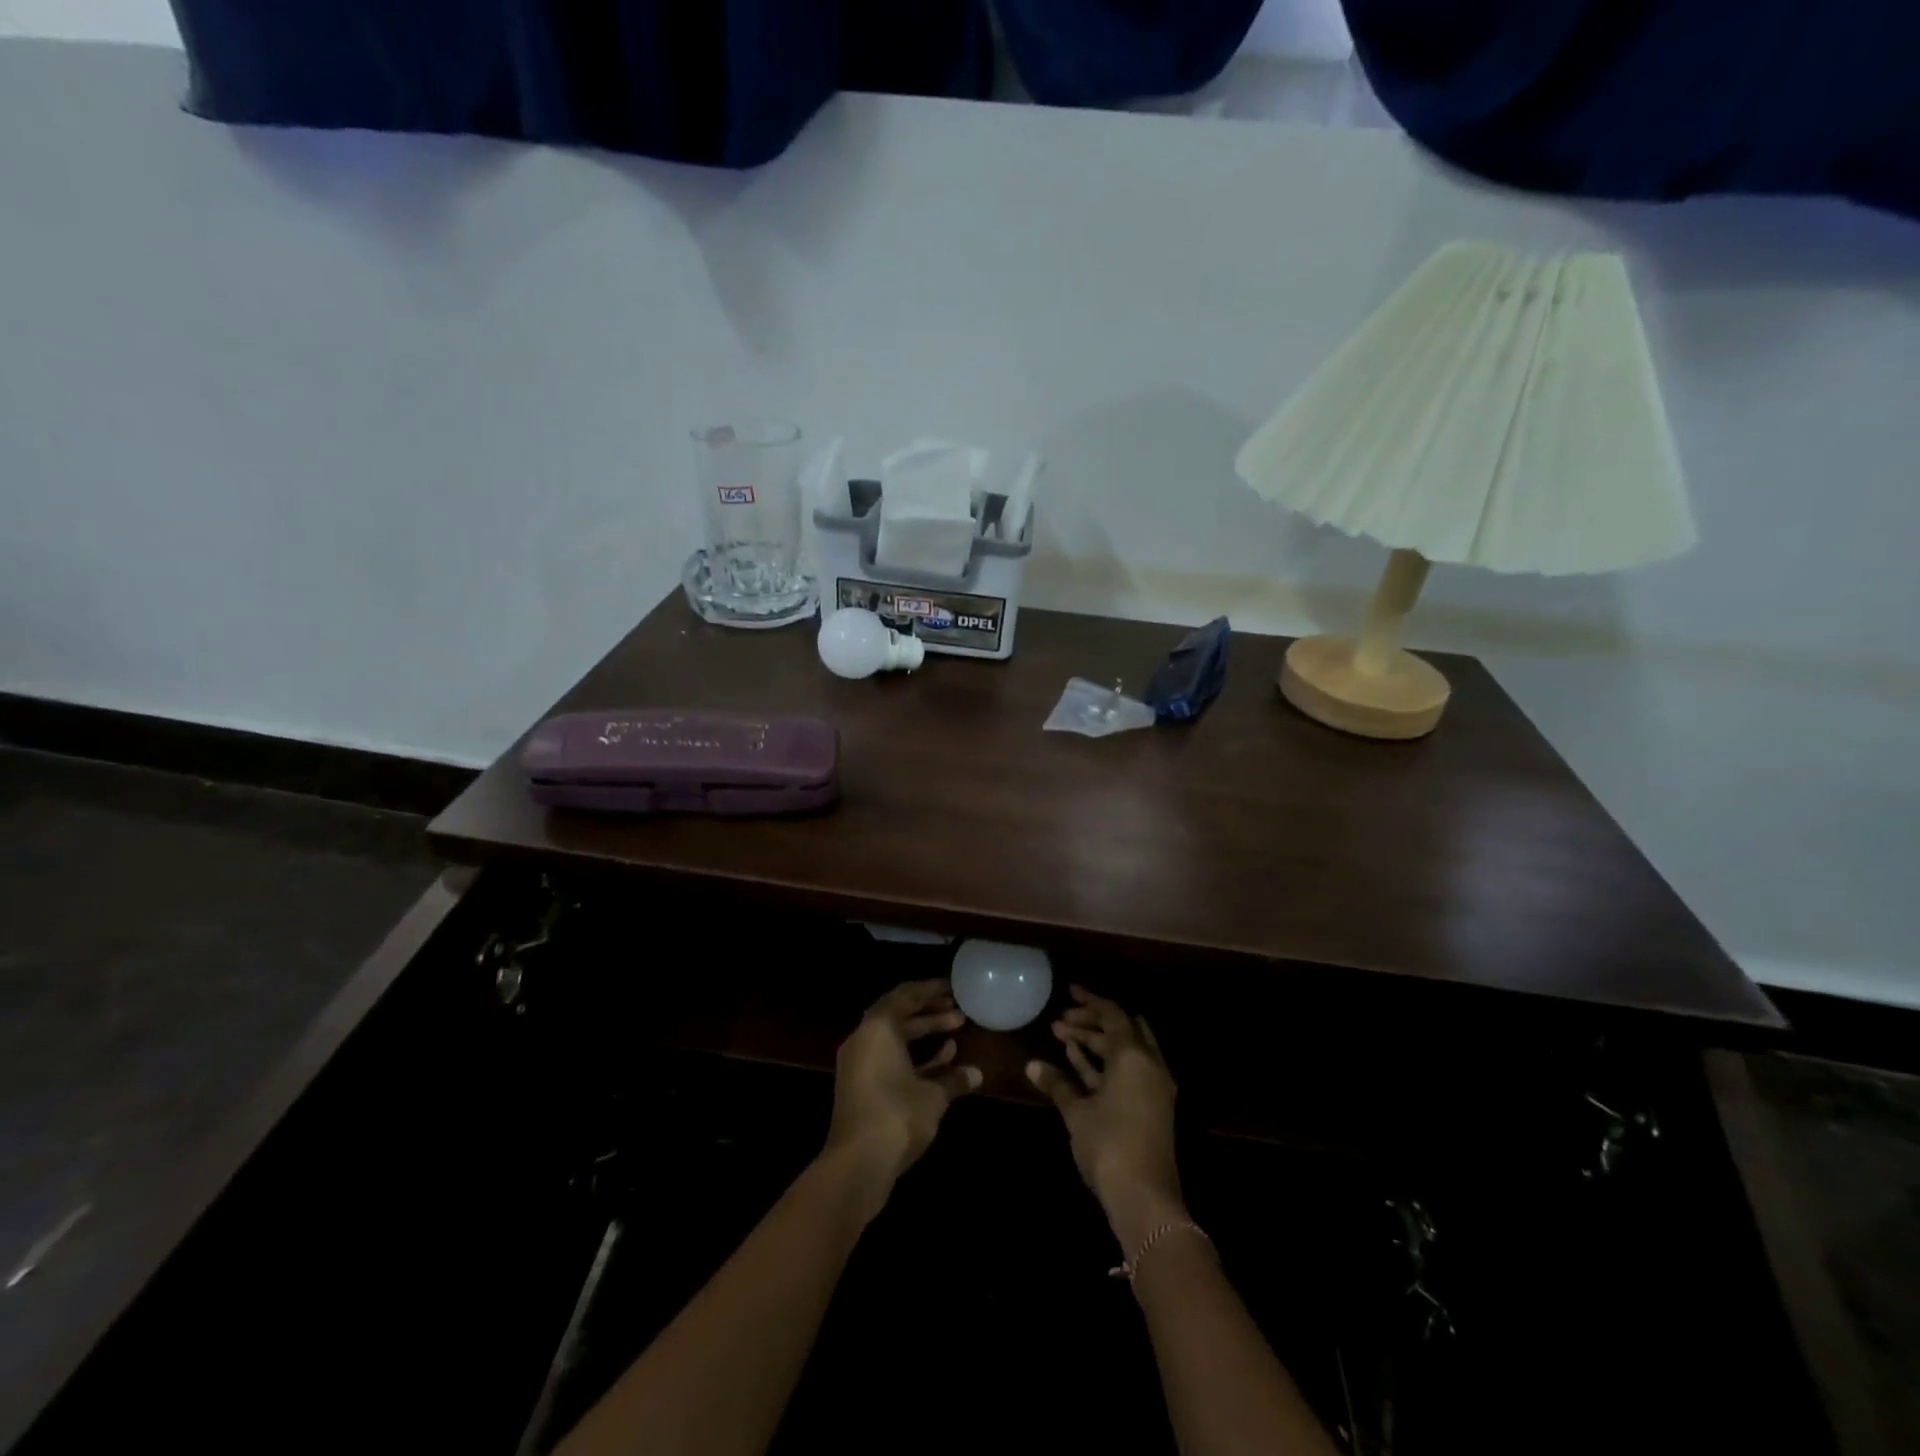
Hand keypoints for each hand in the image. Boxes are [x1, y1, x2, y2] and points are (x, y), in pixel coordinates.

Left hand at [823, 979, 980, 1211]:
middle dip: (929, 1012)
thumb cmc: (897, 1116)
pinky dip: (912, 1056)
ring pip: (894, 1038)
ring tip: (956, 1031)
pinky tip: (943, 1062)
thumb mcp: (933, 1096)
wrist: (857, 1165)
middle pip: (898, 1014)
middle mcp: (864, 1039)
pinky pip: (888, 1058)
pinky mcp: (860, 1087)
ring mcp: (858, 1064)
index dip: (930, 990)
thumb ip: (954, 1080)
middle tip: (958, 1010)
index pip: (905, 995)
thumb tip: (976, 1074)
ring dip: (923, 1033)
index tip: (953, 988)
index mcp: (877, 1028)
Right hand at [1027, 986, 1184, 1248]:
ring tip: (1062, 1036)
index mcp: (1134, 1056)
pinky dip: (1105, 1064)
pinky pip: (1127, 1072)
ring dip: (1096, 1043)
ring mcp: (1153, 1087)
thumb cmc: (1109, 1146)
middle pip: (1120, 1030)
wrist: (1146, 1199)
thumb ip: (1057, 1084)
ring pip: (1124, 1052)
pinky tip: (1077, 1063)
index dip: (1090, 1000)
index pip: (1112, 1014)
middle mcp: (1149, 1064)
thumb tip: (1032, 1065)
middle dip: (1091, 1022)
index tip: (1069, 991)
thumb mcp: (1077, 1112)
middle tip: (1060, 1021)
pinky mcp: (1151, 1107)